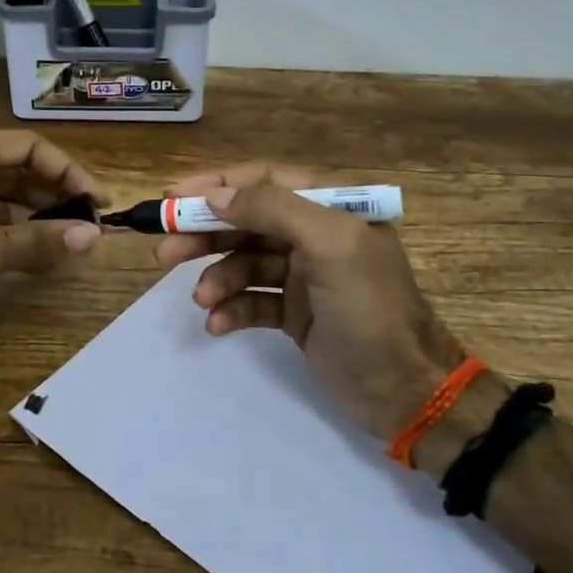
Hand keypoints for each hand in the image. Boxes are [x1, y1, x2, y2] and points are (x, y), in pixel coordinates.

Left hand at [0, 125, 104, 325]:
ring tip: (72, 237)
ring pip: (3, 191)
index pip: (28, 147)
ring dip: (36, 212)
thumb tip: (93, 238)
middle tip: (90, 222)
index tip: (97, 201)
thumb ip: (38, 242)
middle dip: (55, 193)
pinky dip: (13, 227)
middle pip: (17, 166)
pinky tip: (37, 247)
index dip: (68, 172)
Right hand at [157, 163, 466, 442]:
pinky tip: (218, 324)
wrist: (406, 391)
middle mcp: (315, 235)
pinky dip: (233, 309)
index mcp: (332, 207)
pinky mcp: (295, 313)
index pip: (264, 181)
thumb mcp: (330, 246)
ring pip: (245, 263)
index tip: (172, 197)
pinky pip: (253, 301)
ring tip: (203, 300)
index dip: (217, 185)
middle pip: (247, 222)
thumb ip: (274, 210)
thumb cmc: (371, 309)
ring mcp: (304, 276)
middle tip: (166, 254)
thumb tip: (217, 194)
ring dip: (218, 278)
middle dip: (205, 234)